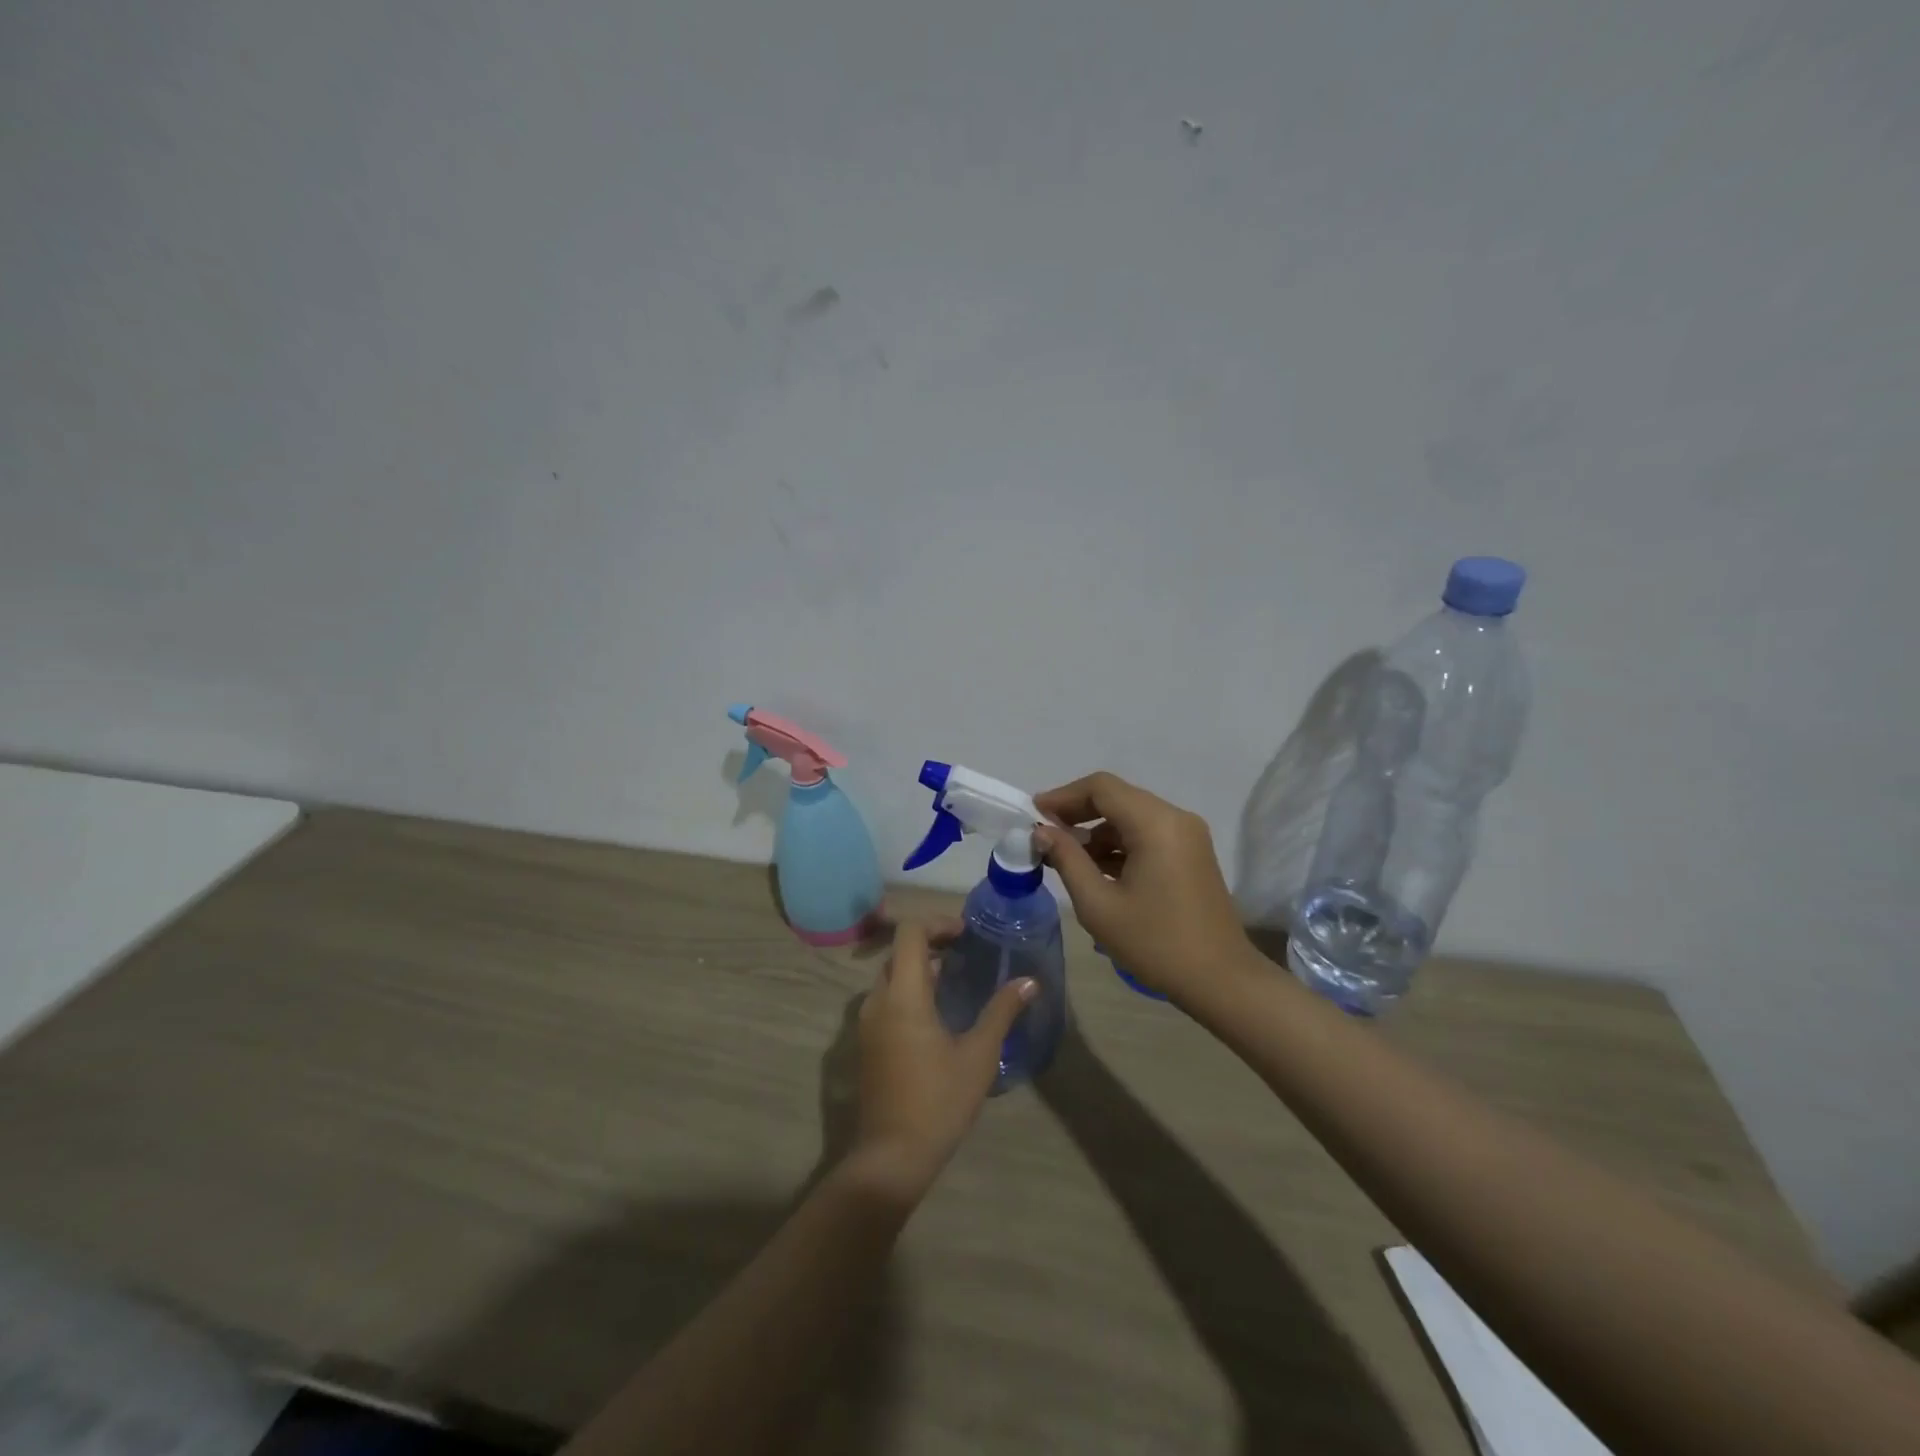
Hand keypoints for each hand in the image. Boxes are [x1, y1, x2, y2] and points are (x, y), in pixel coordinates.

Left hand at [844, 919, 1034, 1206]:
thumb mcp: (979, 1055)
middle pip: (899, 952)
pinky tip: (938, 1011)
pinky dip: (909, 989)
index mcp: (903, 995)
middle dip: (931, 943)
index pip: (909, 933)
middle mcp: (878, 1000)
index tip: (966, 934)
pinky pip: (886, 998)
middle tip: (966, 951)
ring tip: (956, 978)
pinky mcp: (867, 1042)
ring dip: (920, 967)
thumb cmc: (938, 1101)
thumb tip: (1030, 982)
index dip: (937, 923)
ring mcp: (867, 1022)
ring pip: (891, 976)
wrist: (892, 1155)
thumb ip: (1002, 1012)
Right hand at [1034, 772, 1252, 1004]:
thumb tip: (1041, 831)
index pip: (1101, 787)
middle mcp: (1175, 818)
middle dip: (1077, 812)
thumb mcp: (1099, 905)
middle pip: (1117, 797)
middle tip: (1043, 834)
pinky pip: (1147, 834)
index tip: (1033, 814)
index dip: (1063, 796)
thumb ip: (1067, 860)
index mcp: (1155, 823)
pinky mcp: (1191, 854)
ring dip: (1096, 831)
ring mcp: (1187, 835)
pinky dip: (1118, 844)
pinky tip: (1094, 869)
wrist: (1220, 980)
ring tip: (1063, 857)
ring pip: (1131, 816)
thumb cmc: (1155, 943)